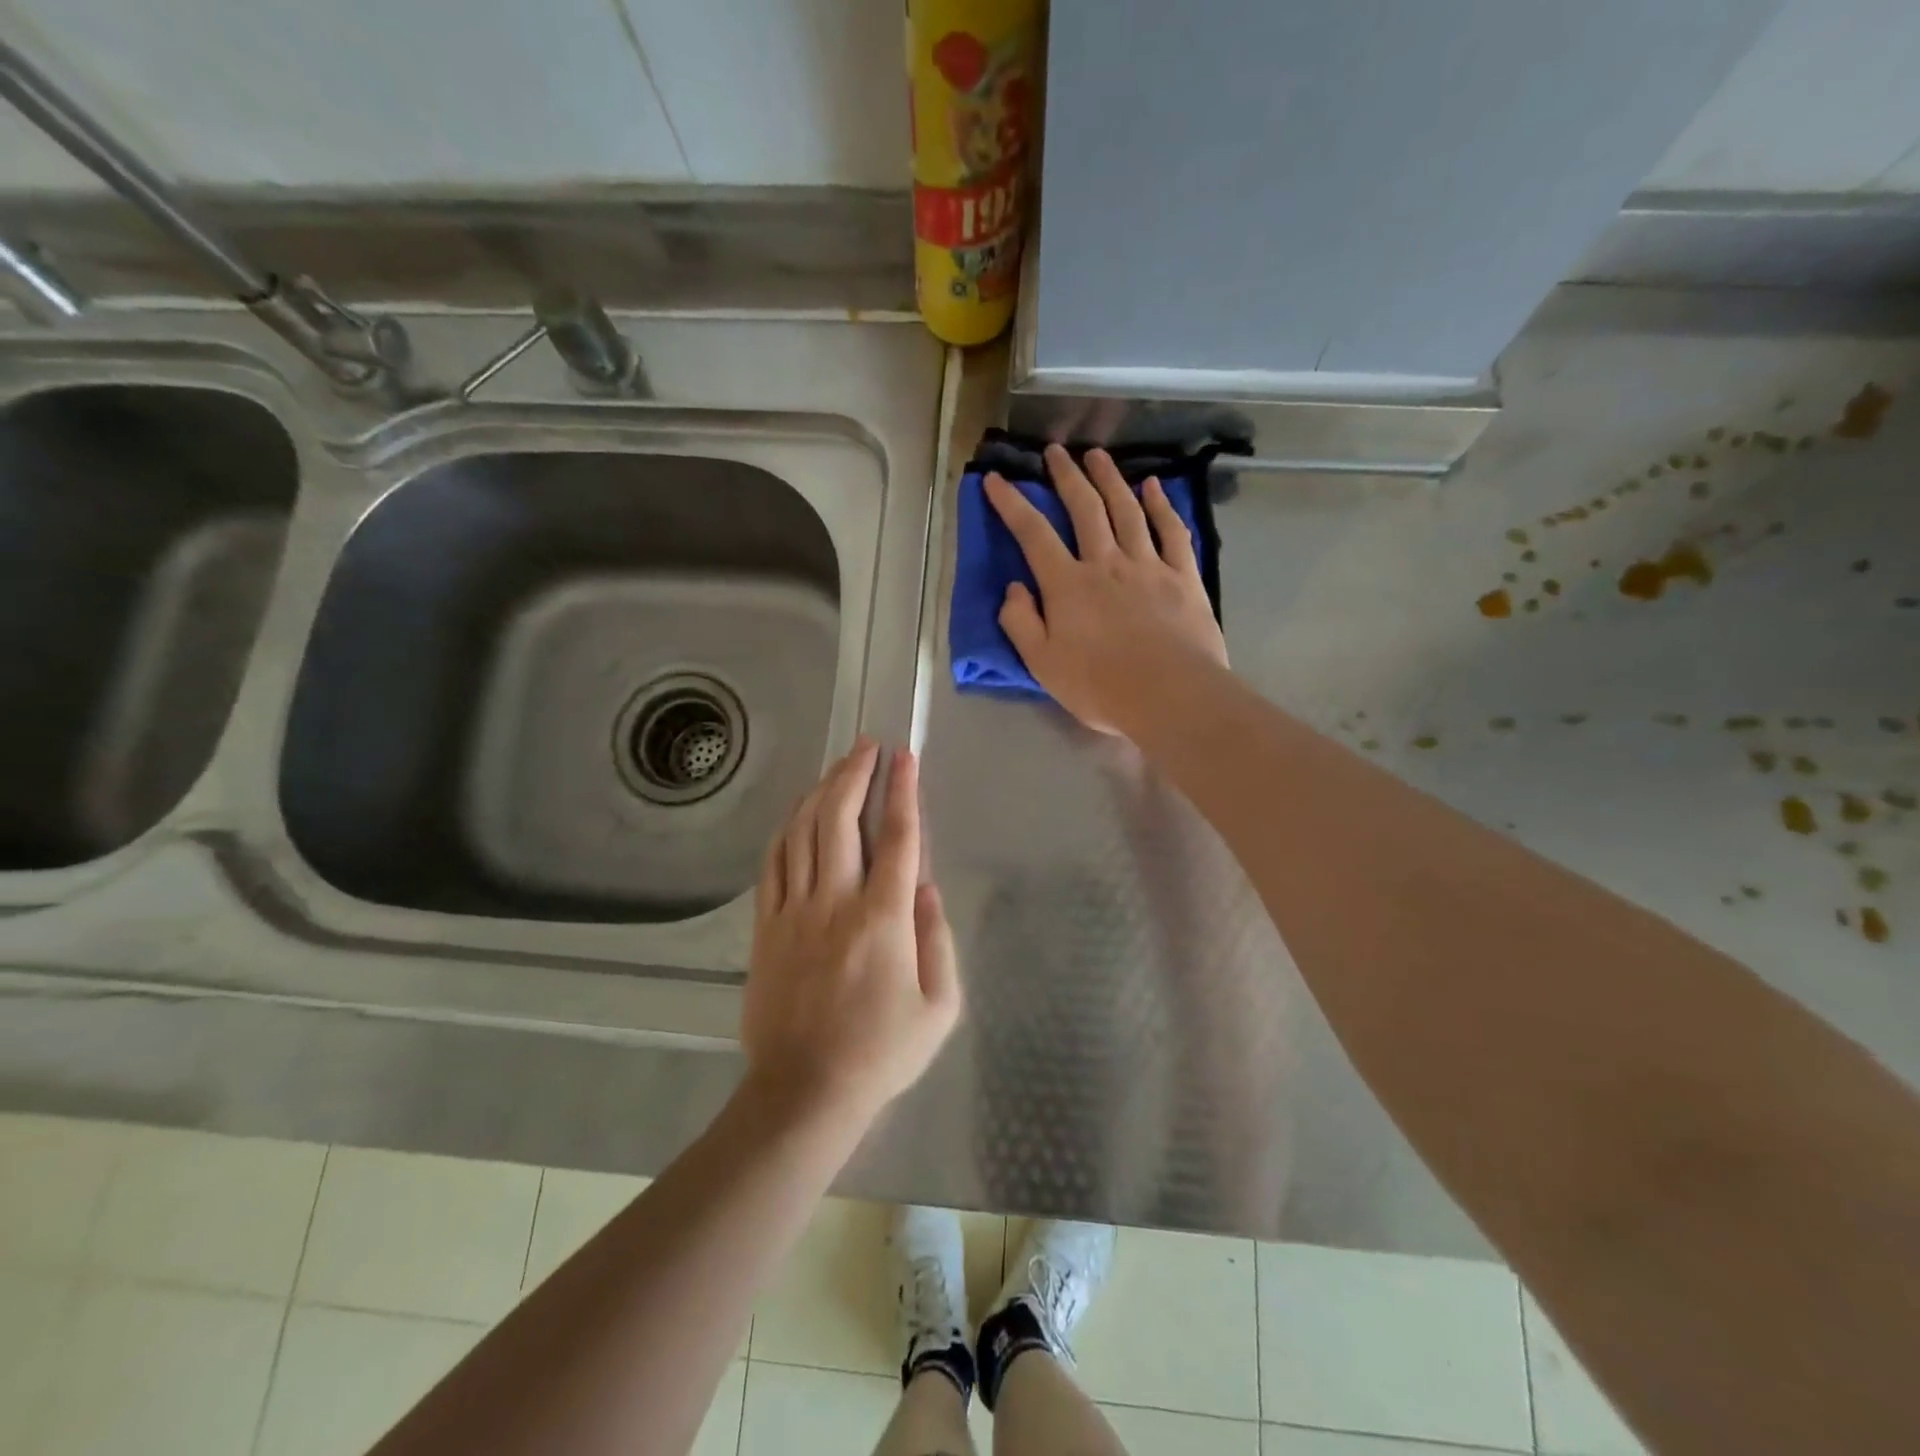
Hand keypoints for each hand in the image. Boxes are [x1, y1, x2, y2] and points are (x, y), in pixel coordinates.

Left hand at [741, 739, 960, 1128]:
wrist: (805, 1091)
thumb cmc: (881, 1052)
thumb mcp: (939, 1007)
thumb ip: (938, 939)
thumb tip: (927, 887)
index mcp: (884, 919)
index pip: (898, 838)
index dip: (904, 791)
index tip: (906, 756)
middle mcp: (836, 902)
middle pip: (840, 819)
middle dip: (855, 774)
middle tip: (867, 746)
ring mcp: (793, 911)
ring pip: (802, 832)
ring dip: (821, 792)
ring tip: (837, 767)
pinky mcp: (766, 926)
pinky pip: (773, 863)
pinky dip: (787, 829)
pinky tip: (798, 813)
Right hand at [986, 444, 1228, 734]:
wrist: (1170, 695)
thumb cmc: (1100, 686)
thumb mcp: (1042, 664)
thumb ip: (1021, 623)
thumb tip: (1013, 588)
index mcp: (1067, 585)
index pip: (1033, 534)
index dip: (1012, 504)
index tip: (996, 479)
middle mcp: (1106, 563)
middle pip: (1085, 508)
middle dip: (1066, 477)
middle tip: (1056, 451)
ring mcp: (1148, 566)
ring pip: (1127, 510)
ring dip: (1110, 479)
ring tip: (1098, 456)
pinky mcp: (1183, 577)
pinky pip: (1171, 532)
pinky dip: (1162, 506)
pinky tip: (1154, 487)